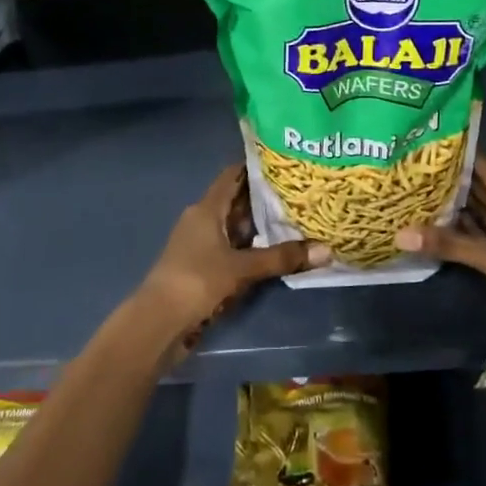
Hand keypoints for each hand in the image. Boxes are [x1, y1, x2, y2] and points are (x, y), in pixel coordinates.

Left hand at [126, 166, 329, 369]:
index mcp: (206, 209)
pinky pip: (232, 248)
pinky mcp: (202, 267)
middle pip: (236, 201)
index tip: (286, 163)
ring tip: (296, 218)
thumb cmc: (196, 281)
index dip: (256, 167)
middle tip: (301, 192)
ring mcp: (200, 244)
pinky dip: (251, 247)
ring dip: (260, 225)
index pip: (233, 176)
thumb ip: (282, 258)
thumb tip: (327, 250)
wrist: (158, 322)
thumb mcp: (242, 268)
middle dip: (265, 198)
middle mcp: (202, 220)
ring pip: (235, 227)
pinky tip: (274, 251)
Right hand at [394, 155, 485, 359]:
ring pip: (480, 216)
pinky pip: (482, 240)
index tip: (425, 147)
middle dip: (449, 184)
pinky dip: (462, 237)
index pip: (483, 165)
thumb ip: (447, 244)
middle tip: (411, 175)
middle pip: (479, 190)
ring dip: (453, 211)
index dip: (458, 155)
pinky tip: (436, 235)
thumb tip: (399, 234)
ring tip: (414, 200)